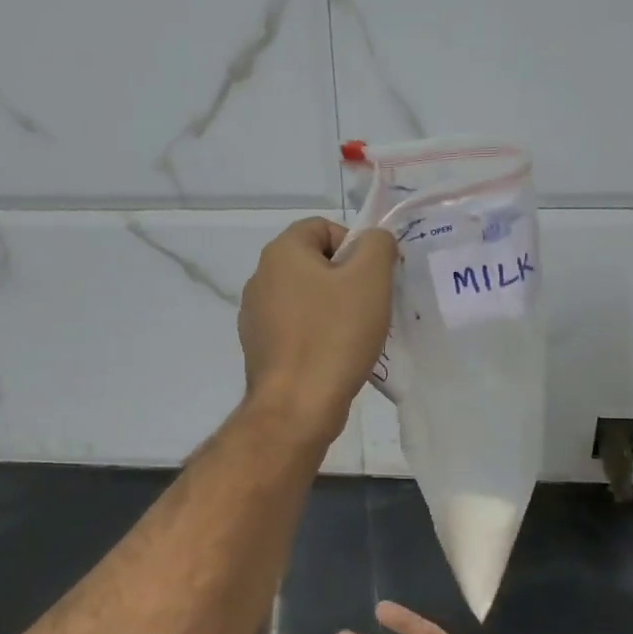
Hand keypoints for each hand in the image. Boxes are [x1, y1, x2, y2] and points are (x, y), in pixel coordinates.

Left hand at [238, 218, 396, 447]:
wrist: (297, 406)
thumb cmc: (335, 335)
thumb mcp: (370, 279)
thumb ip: (377, 244)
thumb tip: (373, 241)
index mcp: (281, 253)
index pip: (323, 227)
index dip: (354, 246)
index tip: (372, 279)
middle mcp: (260, 278)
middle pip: (314, 264)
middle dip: (346, 280)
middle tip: (370, 307)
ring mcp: (255, 315)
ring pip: (306, 298)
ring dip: (334, 310)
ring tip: (355, 337)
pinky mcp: (259, 348)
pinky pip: (296, 328)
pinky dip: (317, 335)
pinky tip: (334, 357)